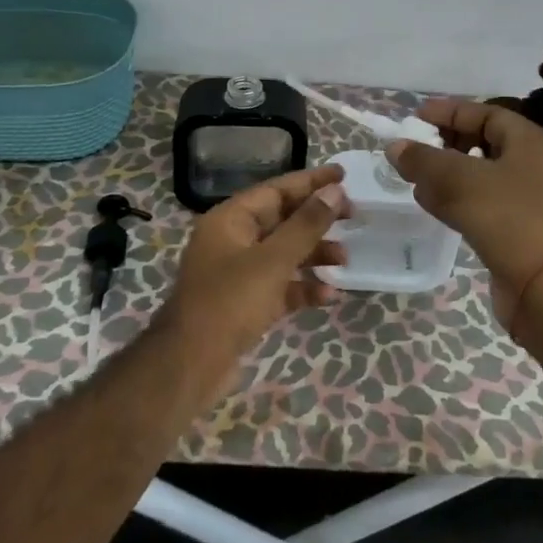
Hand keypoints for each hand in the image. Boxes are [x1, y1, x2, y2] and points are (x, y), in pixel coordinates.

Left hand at [161, 165, 349, 372]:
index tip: (343, 175)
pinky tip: (329, 295)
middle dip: (317, 219)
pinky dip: (303, 286)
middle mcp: (233, 240)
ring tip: (345, 260)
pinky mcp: (245, 303)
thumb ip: (306, 225)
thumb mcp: (273, 260)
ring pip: (284, 253)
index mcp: (231, 219)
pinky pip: (280, 284)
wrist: (189, 367)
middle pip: (282, 219)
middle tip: (353, 216)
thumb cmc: (229, 302)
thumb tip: (334, 191)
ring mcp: (238, 272)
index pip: (276, 189)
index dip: (311, 181)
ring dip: (314, 254)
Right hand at [389, 99, 542, 329]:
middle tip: (416, 146)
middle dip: (446, 143)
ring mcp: (529, 198)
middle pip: (483, 142)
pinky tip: (429, 203)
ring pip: (481, 175)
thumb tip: (395, 147)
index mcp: (530, 141)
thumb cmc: (507, 218)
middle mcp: (534, 164)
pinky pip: (483, 202)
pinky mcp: (519, 228)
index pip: (485, 113)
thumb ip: (423, 160)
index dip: (449, 112)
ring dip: (447, 173)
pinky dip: (456, 198)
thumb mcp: (459, 181)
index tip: (416, 116)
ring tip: (414, 176)